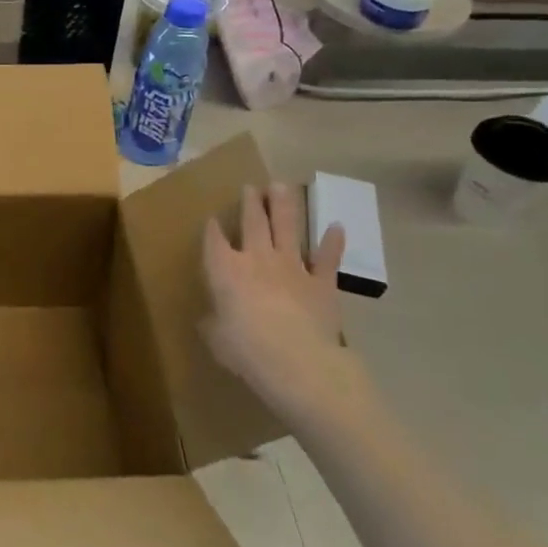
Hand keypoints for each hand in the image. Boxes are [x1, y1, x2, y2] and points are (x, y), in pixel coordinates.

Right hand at [202, 183, 374, 431]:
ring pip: (286, 228)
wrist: (297, 360)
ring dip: (284, 206)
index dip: (211, 228)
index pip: (214, 240)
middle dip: (250, 203)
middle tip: (250, 187)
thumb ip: (214, 322)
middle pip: (252, 222)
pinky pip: (327, 258)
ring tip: (281, 186)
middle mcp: (256, 258)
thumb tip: (213, 318)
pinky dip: (332, 242)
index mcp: (224, 269)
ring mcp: (292, 267)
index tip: (211, 218)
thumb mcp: (216, 338)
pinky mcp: (322, 282)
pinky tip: (336, 227)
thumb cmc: (245, 348)